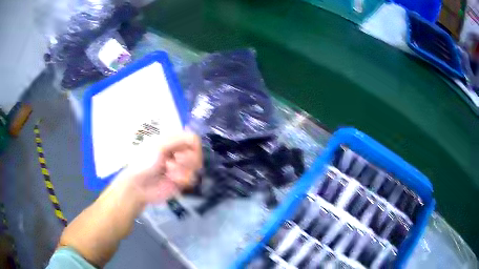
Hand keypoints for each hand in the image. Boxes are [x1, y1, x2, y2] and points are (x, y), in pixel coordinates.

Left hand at [124, 132, 202, 203]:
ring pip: (196, 167)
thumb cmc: (145, 161)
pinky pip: (191, 179)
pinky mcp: (181, 181)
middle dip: (187, 159)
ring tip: (169, 172)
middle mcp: (178, 153)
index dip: (194, 146)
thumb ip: (178, 139)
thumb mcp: (159, 146)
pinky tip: (170, 180)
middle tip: (176, 160)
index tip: (186, 151)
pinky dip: (181, 179)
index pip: (193, 139)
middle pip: (197, 153)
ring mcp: (181, 168)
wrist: (138, 185)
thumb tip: (195, 137)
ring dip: (182, 169)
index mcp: (172, 141)